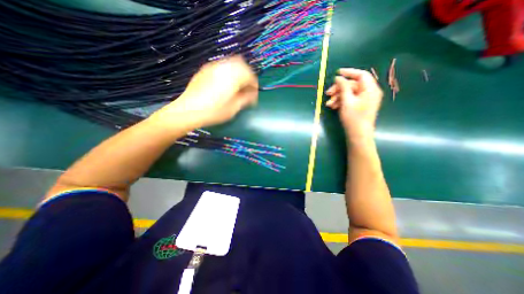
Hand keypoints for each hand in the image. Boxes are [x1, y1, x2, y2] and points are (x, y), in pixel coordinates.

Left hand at [150, 55, 258, 130]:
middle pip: (242, 65)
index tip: (254, 97)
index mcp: (233, 76)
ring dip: (238, 73)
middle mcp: (224, 67)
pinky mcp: (206, 69)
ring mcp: (213, 66)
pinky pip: (222, 66)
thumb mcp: (234, 108)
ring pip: (232, 63)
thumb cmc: (214, 112)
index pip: (250, 75)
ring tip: (237, 87)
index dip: (254, 86)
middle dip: (247, 76)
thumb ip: (246, 99)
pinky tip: (226, 84)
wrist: (188, 110)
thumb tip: (253, 95)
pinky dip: (229, 73)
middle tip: (247, 90)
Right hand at [327, 69, 383, 141]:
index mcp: (370, 89)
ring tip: (328, 104)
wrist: (358, 135)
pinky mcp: (360, 106)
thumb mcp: (347, 101)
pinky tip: (333, 107)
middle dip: (339, 89)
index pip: (361, 75)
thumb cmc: (353, 118)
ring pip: (350, 93)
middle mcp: (369, 92)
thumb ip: (343, 87)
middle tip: (328, 93)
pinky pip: (350, 99)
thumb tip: (338, 77)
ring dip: (338, 97)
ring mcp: (365, 100)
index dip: (349, 72)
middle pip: (353, 85)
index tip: (337, 73)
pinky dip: (341, 101)